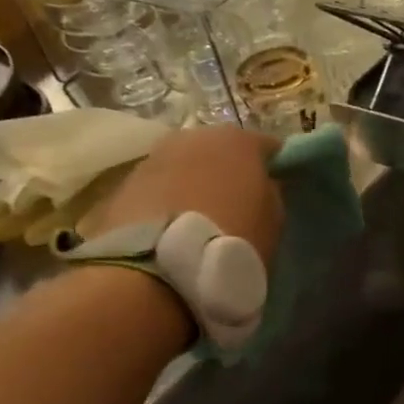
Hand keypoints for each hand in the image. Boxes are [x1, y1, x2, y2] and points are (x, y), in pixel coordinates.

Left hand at [81, 125, 283, 262]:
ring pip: (185, 165)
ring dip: (194, 184)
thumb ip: (271, 195)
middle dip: (228, 172)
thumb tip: (263, 187)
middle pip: (220, 149)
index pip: (269, 147)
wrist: (159, 268)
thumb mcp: (272, 222)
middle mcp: (195, 136)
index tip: (278, 190)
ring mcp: (155, 156)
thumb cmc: (231, 242)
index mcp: (238, 141)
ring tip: (200, 219)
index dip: (275, 168)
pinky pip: (158, 187)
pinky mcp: (125, 182)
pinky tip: (172, 228)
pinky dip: (166, 200)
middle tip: (236, 205)